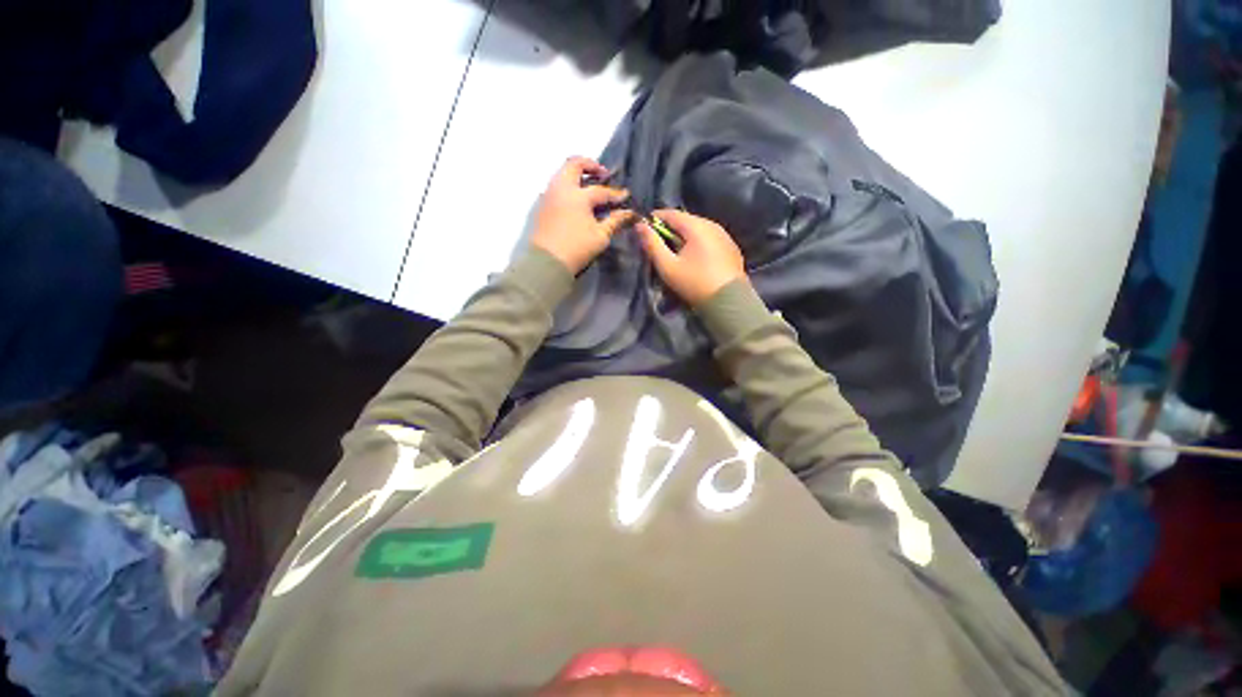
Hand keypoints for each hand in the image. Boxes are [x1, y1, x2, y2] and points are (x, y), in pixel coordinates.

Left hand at [531, 157, 631, 273]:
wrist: (546, 261)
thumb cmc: (577, 248)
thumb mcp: (600, 236)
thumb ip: (615, 221)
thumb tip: (629, 213)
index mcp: (578, 195)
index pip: (601, 190)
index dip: (615, 193)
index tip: (625, 195)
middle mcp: (561, 188)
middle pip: (574, 164)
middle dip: (590, 165)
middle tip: (602, 173)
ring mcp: (548, 195)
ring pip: (562, 174)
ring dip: (576, 175)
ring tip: (588, 186)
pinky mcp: (541, 205)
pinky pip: (555, 186)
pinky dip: (567, 186)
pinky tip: (575, 200)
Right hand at [637, 209, 746, 305]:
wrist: (728, 302)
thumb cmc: (694, 283)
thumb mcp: (668, 266)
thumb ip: (652, 244)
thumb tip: (640, 225)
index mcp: (697, 226)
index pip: (671, 213)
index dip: (655, 218)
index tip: (644, 228)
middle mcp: (713, 224)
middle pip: (686, 220)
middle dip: (669, 228)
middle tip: (657, 243)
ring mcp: (725, 235)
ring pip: (699, 229)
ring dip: (684, 236)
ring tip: (675, 251)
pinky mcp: (731, 248)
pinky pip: (709, 238)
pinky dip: (698, 243)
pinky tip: (694, 257)